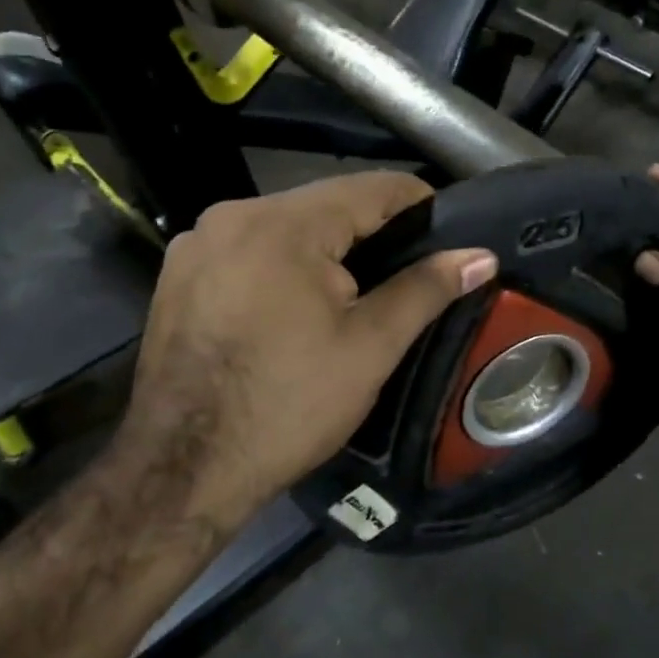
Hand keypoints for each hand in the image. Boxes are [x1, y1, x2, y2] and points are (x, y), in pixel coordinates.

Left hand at [110, 172, 497, 532]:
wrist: (182, 469)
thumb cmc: (287, 405)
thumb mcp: (369, 347)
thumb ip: (425, 289)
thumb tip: (481, 256)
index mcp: (281, 224)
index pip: (371, 188)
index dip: (420, 205)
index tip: (449, 234)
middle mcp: (231, 215)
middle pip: (325, 204)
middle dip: (372, 232)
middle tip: (409, 273)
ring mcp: (196, 244)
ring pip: (285, 228)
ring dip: (326, 250)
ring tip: (359, 292)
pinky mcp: (177, 274)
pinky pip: (249, 251)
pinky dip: (283, 266)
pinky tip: (297, 307)